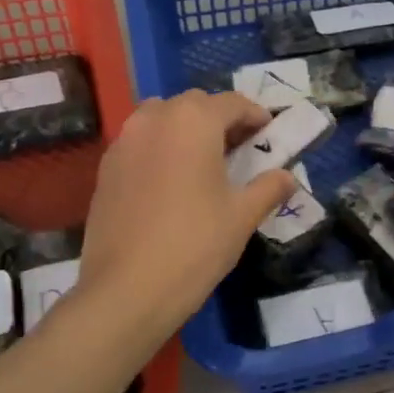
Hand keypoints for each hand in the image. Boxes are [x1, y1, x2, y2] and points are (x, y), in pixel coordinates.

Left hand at [79, 91, 294, 332]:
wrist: (127, 289)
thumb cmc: (195, 245)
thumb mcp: (242, 217)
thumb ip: (269, 188)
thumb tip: (288, 177)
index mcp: (193, 122)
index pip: (232, 103)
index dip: (255, 115)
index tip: (269, 133)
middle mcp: (154, 119)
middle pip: (194, 105)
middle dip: (220, 119)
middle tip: (240, 148)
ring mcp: (124, 142)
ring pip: (161, 119)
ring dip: (185, 129)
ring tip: (204, 161)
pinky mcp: (105, 168)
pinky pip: (140, 143)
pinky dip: (160, 148)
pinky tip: (171, 182)